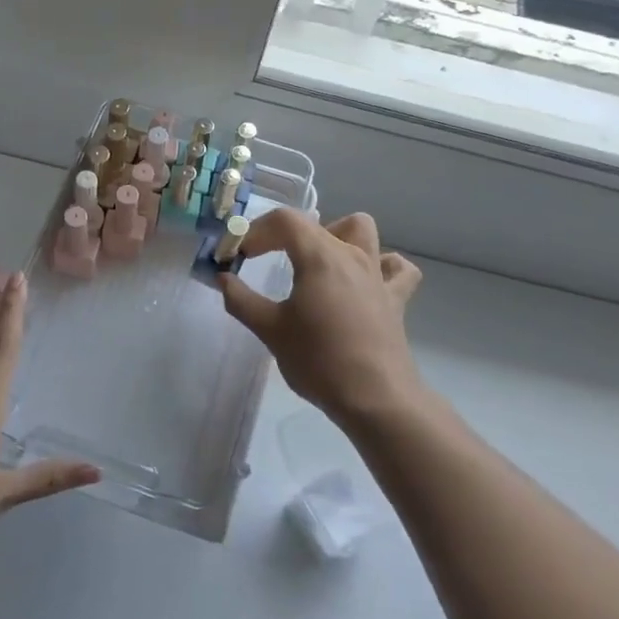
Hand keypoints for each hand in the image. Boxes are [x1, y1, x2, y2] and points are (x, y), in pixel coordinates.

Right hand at [220, 210, 424, 427]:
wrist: (375, 398)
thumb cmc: (318, 360)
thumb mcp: (269, 330)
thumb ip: (241, 299)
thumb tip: (223, 279)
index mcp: (319, 256)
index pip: (284, 221)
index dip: (255, 230)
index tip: (237, 255)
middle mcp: (351, 255)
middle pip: (315, 223)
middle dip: (282, 234)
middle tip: (264, 258)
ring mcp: (378, 275)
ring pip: (362, 230)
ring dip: (336, 235)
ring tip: (316, 260)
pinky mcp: (396, 299)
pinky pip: (396, 268)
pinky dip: (381, 265)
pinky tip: (365, 280)